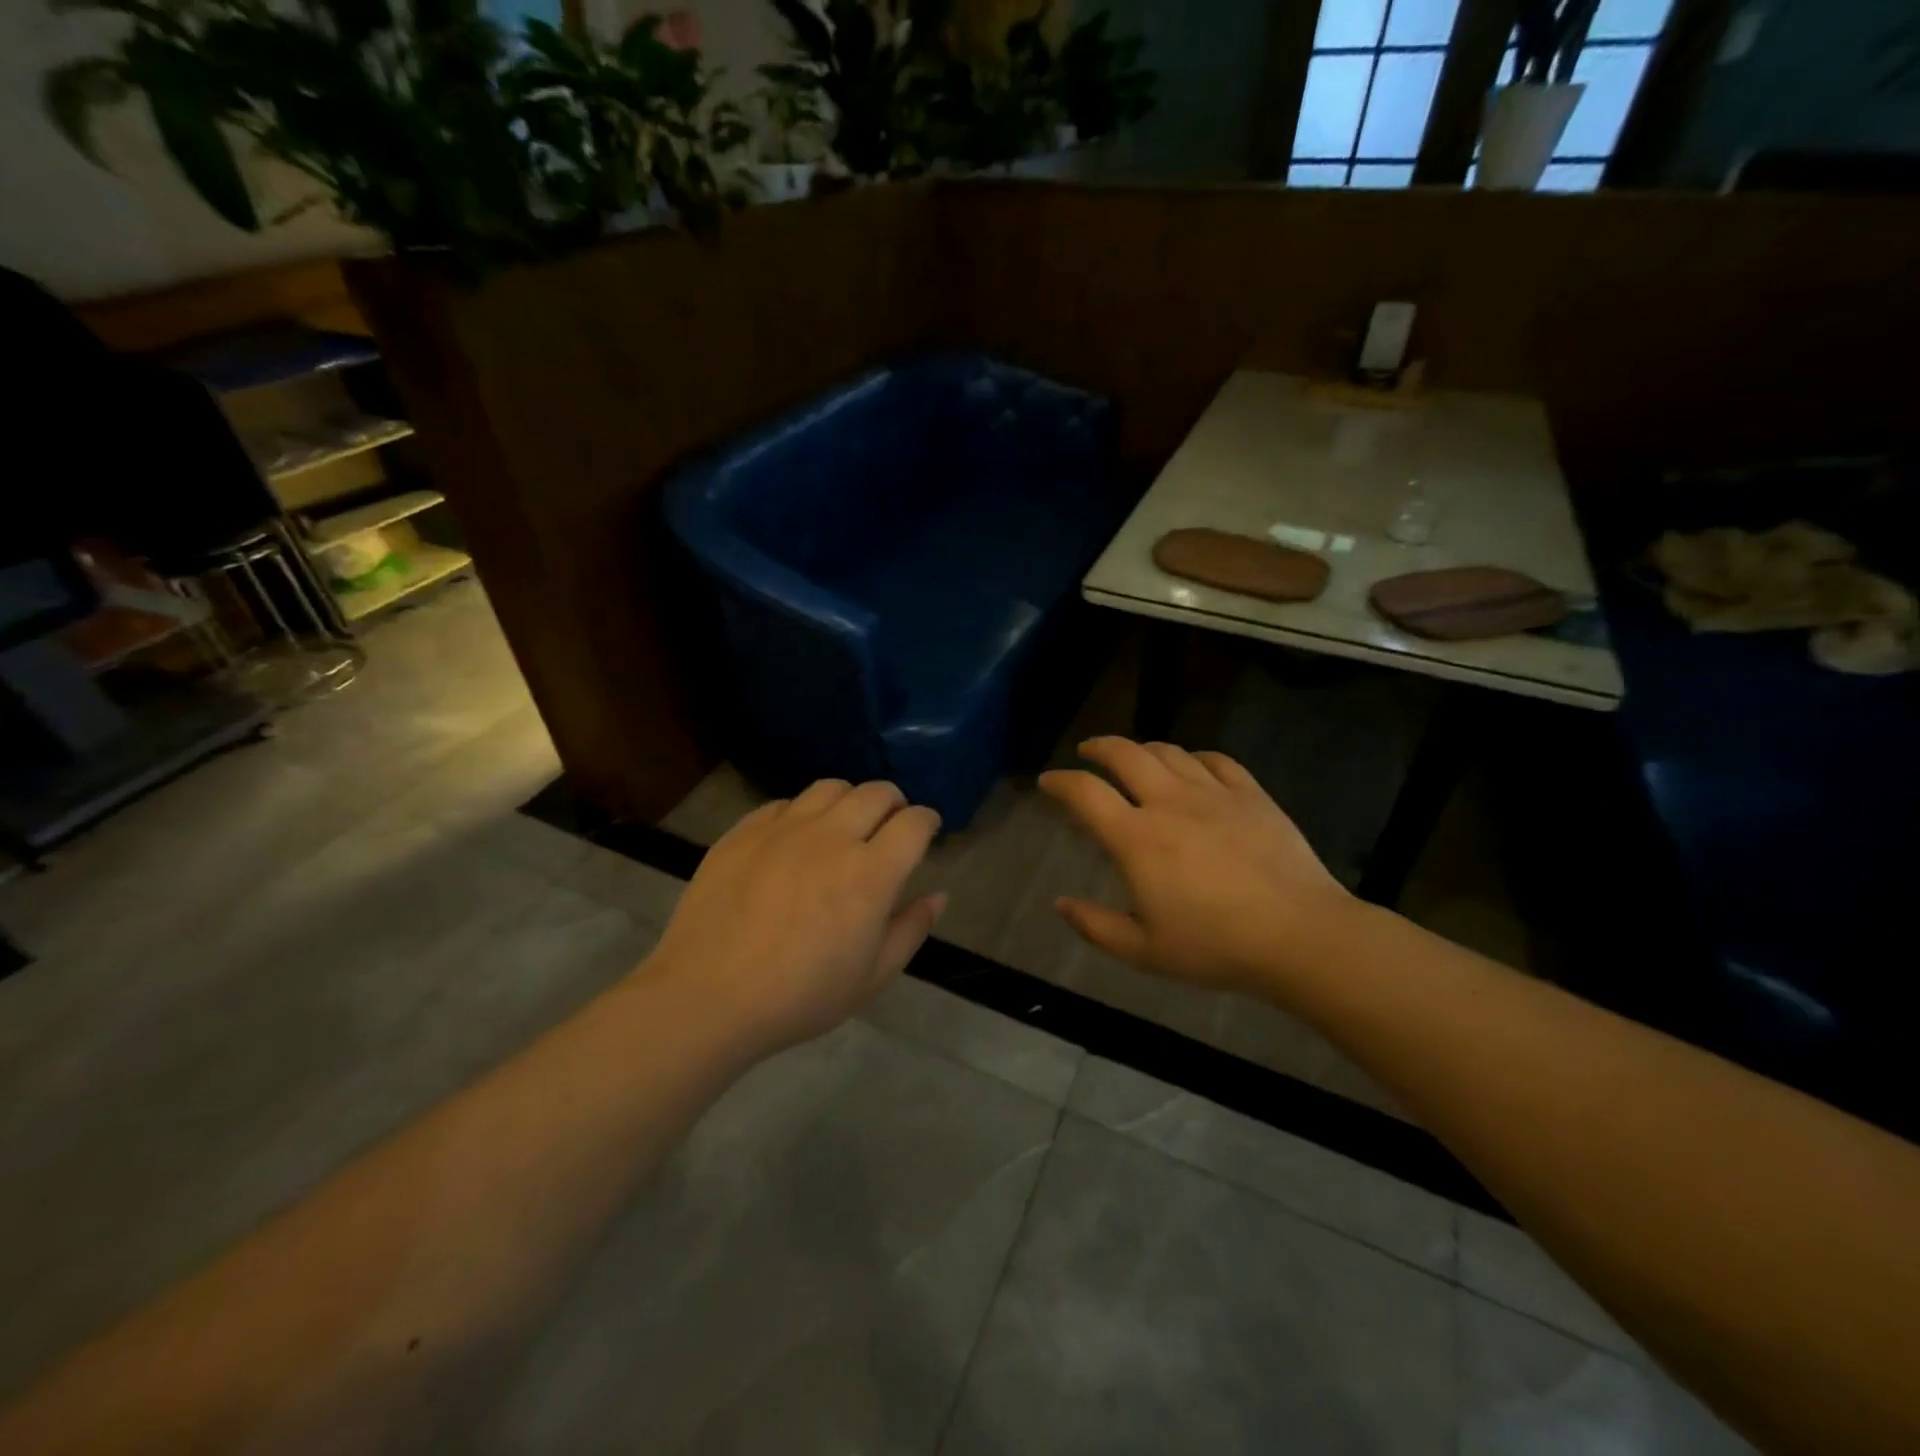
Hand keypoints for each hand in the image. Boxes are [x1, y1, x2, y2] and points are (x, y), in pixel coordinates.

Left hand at [643, 780, 945, 1058]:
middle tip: (890, 825)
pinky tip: (795, 840)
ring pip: (831, 787)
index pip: (914, 822)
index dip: (927, 821)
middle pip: (877, 792)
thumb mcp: (871, 978)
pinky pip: (785, 803)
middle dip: (894, 803)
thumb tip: (938, 896)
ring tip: (844, 825)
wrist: (708, 997)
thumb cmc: (800, 997)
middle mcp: (832, 837)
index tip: (925, 831)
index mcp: (871, 874)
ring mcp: (784, 828)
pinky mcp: (745, 831)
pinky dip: (802, 813)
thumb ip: (910, 930)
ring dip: (849, 800)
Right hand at [1040, 737, 1359, 992]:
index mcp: (1137, 838)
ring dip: (1143, 749)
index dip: (1060, 782)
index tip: (1048, 782)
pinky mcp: (1251, 795)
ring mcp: (1213, 794)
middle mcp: (1169, 803)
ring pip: (1169, 751)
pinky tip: (1192, 766)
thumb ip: (1095, 926)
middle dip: (1099, 747)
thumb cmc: (1216, 947)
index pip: (1086, 793)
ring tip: (1135, 757)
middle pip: (1125, 754)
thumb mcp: (1143, 951)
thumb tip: (1062, 903)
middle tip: (1088, 751)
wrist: (1300, 935)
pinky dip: (1193, 757)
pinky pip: (1216, 760)